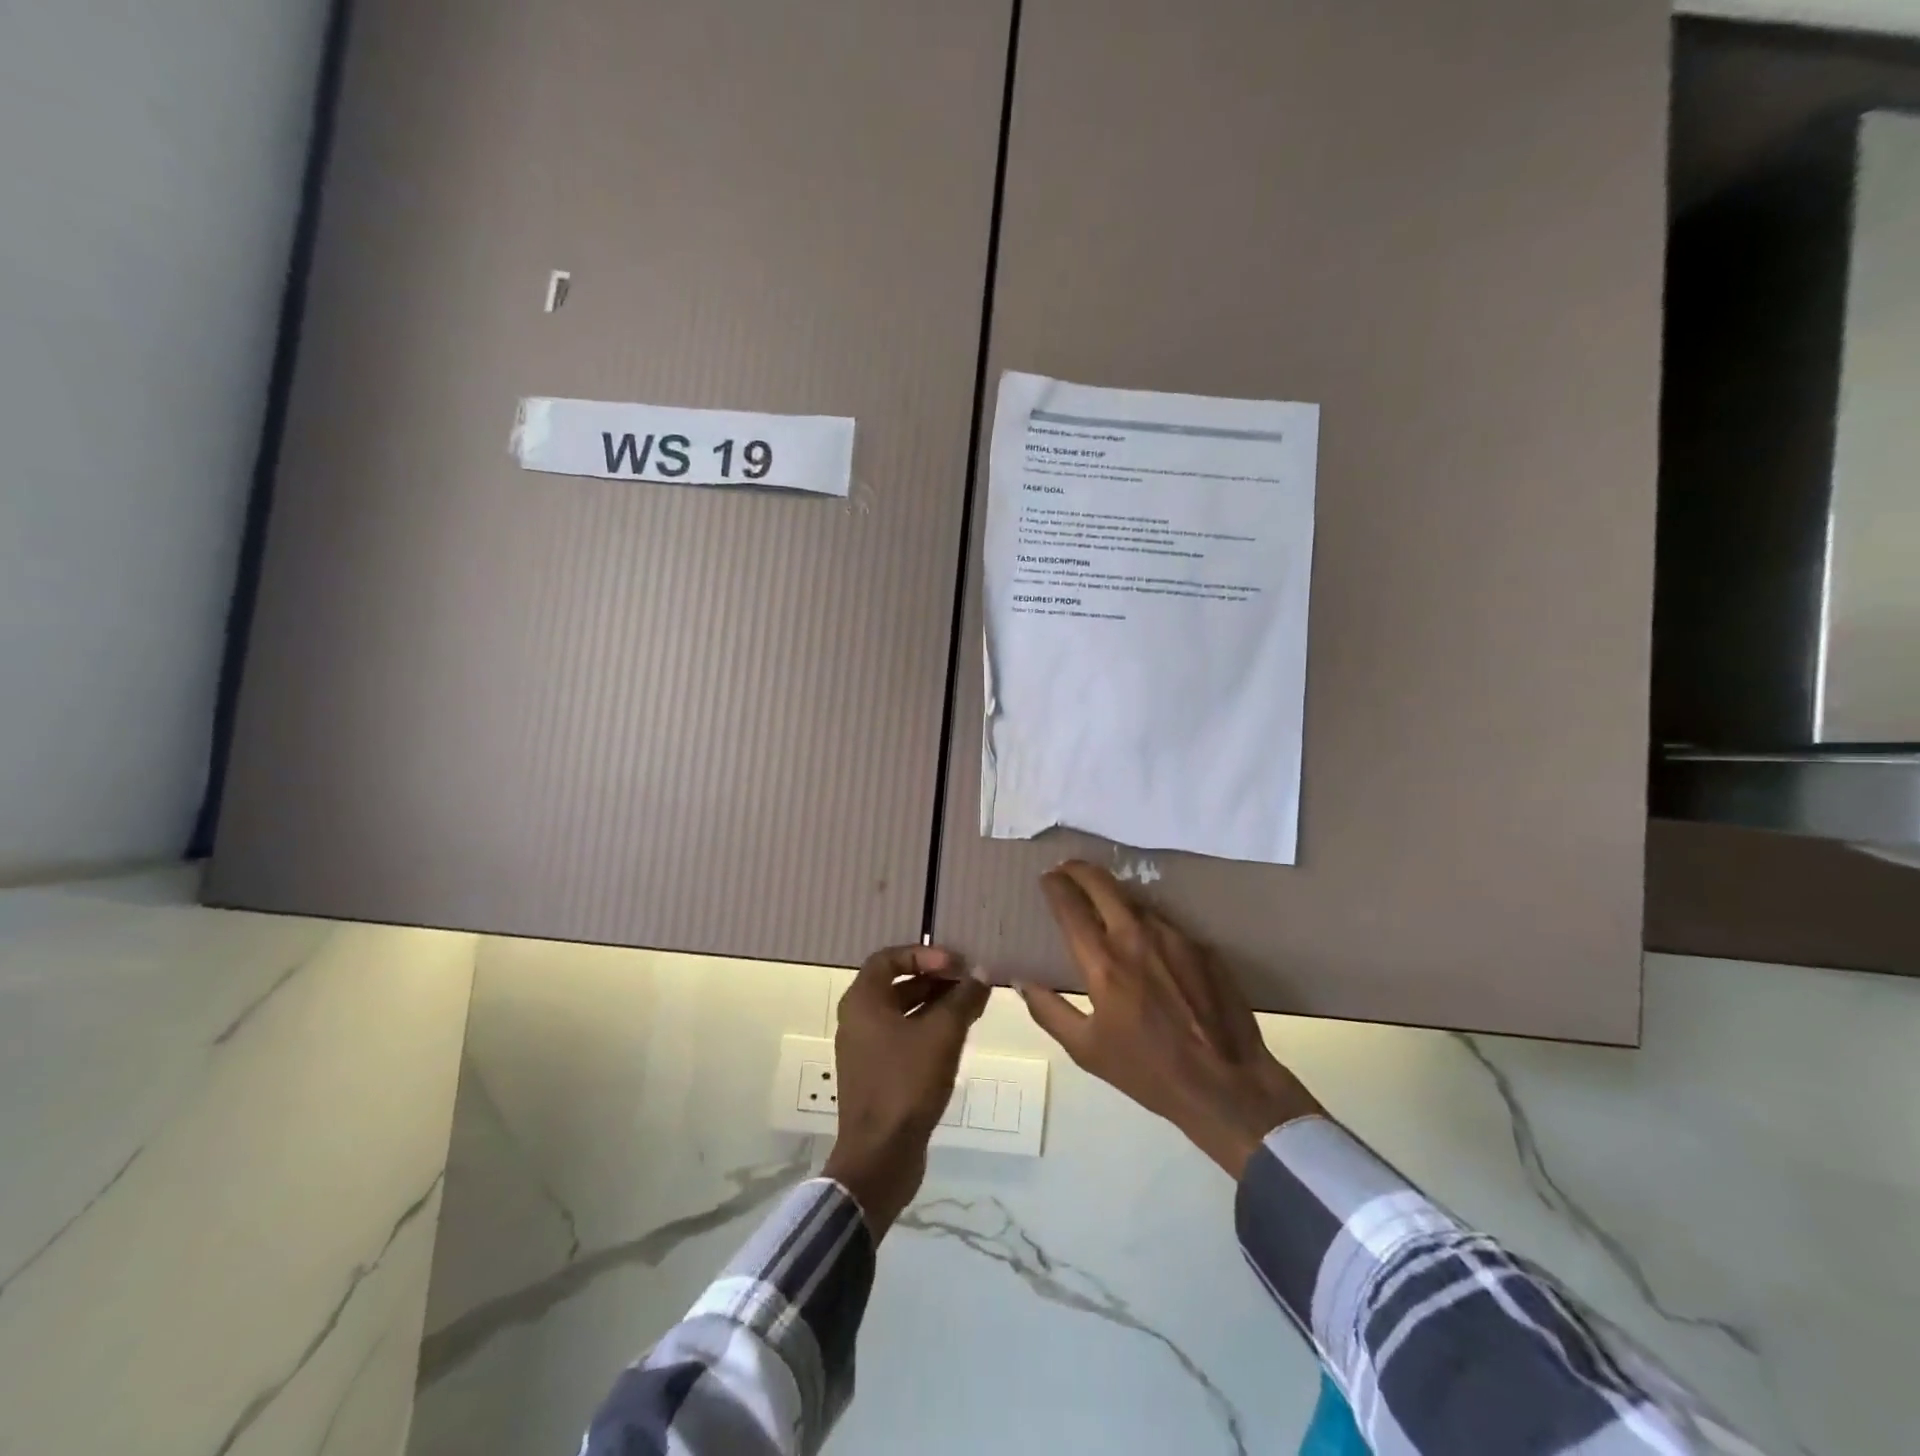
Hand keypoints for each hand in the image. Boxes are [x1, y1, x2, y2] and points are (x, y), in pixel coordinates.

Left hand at [822, 944, 989, 1236]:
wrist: (880, 1157)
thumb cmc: (906, 1083)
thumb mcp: (942, 1034)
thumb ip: (963, 998)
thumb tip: (982, 972)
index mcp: (863, 1001)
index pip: (890, 958)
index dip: (924, 954)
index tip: (956, 964)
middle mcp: (858, 1020)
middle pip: (898, 984)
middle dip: (936, 979)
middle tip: (970, 983)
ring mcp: (866, 1050)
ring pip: (904, 1013)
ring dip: (936, 1005)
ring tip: (972, 1007)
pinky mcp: (878, 1075)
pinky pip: (904, 1038)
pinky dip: (929, 1031)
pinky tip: (958, 1039)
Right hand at [1018, 861, 1322, 1178]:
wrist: (1226, 1085)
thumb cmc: (1148, 1071)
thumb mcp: (1086, 1050)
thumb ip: (1048, 1011)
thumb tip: (1022, 980)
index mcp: (1104, 963)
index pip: (1070, 906)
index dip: (1054, 886)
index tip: (1046, 878)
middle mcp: (1137, 937)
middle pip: (1102, 884)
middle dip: (1079, 870)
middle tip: (1067, 870)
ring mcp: (1174, 937)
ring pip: (1135, 900)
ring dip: (1113, 895)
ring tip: (1102, 901)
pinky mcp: (1202, 945)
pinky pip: (1164, 922)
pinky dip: (1144, 920)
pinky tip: (1143, 937)